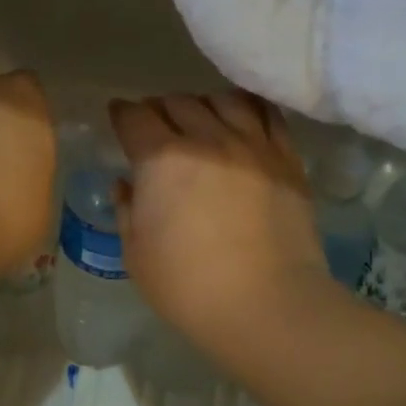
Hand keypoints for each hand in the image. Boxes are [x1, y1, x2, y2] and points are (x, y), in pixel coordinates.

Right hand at [108, 92, 328, 359]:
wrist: (267, 305)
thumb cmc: (188, 288)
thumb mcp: (136, 256)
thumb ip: (127, 211)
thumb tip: (127, 184)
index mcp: (161, 160)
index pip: (134, 117)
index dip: (121, 114)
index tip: (118, 118)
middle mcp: (206, 139)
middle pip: (176, 103)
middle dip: (158, 110)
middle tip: (155, 128)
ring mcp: (252, 145)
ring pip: (222, 100)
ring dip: (201, 106)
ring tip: (200, 121)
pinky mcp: (286, 159)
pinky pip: (267, 114)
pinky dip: (247, 109)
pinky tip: (241, 121)